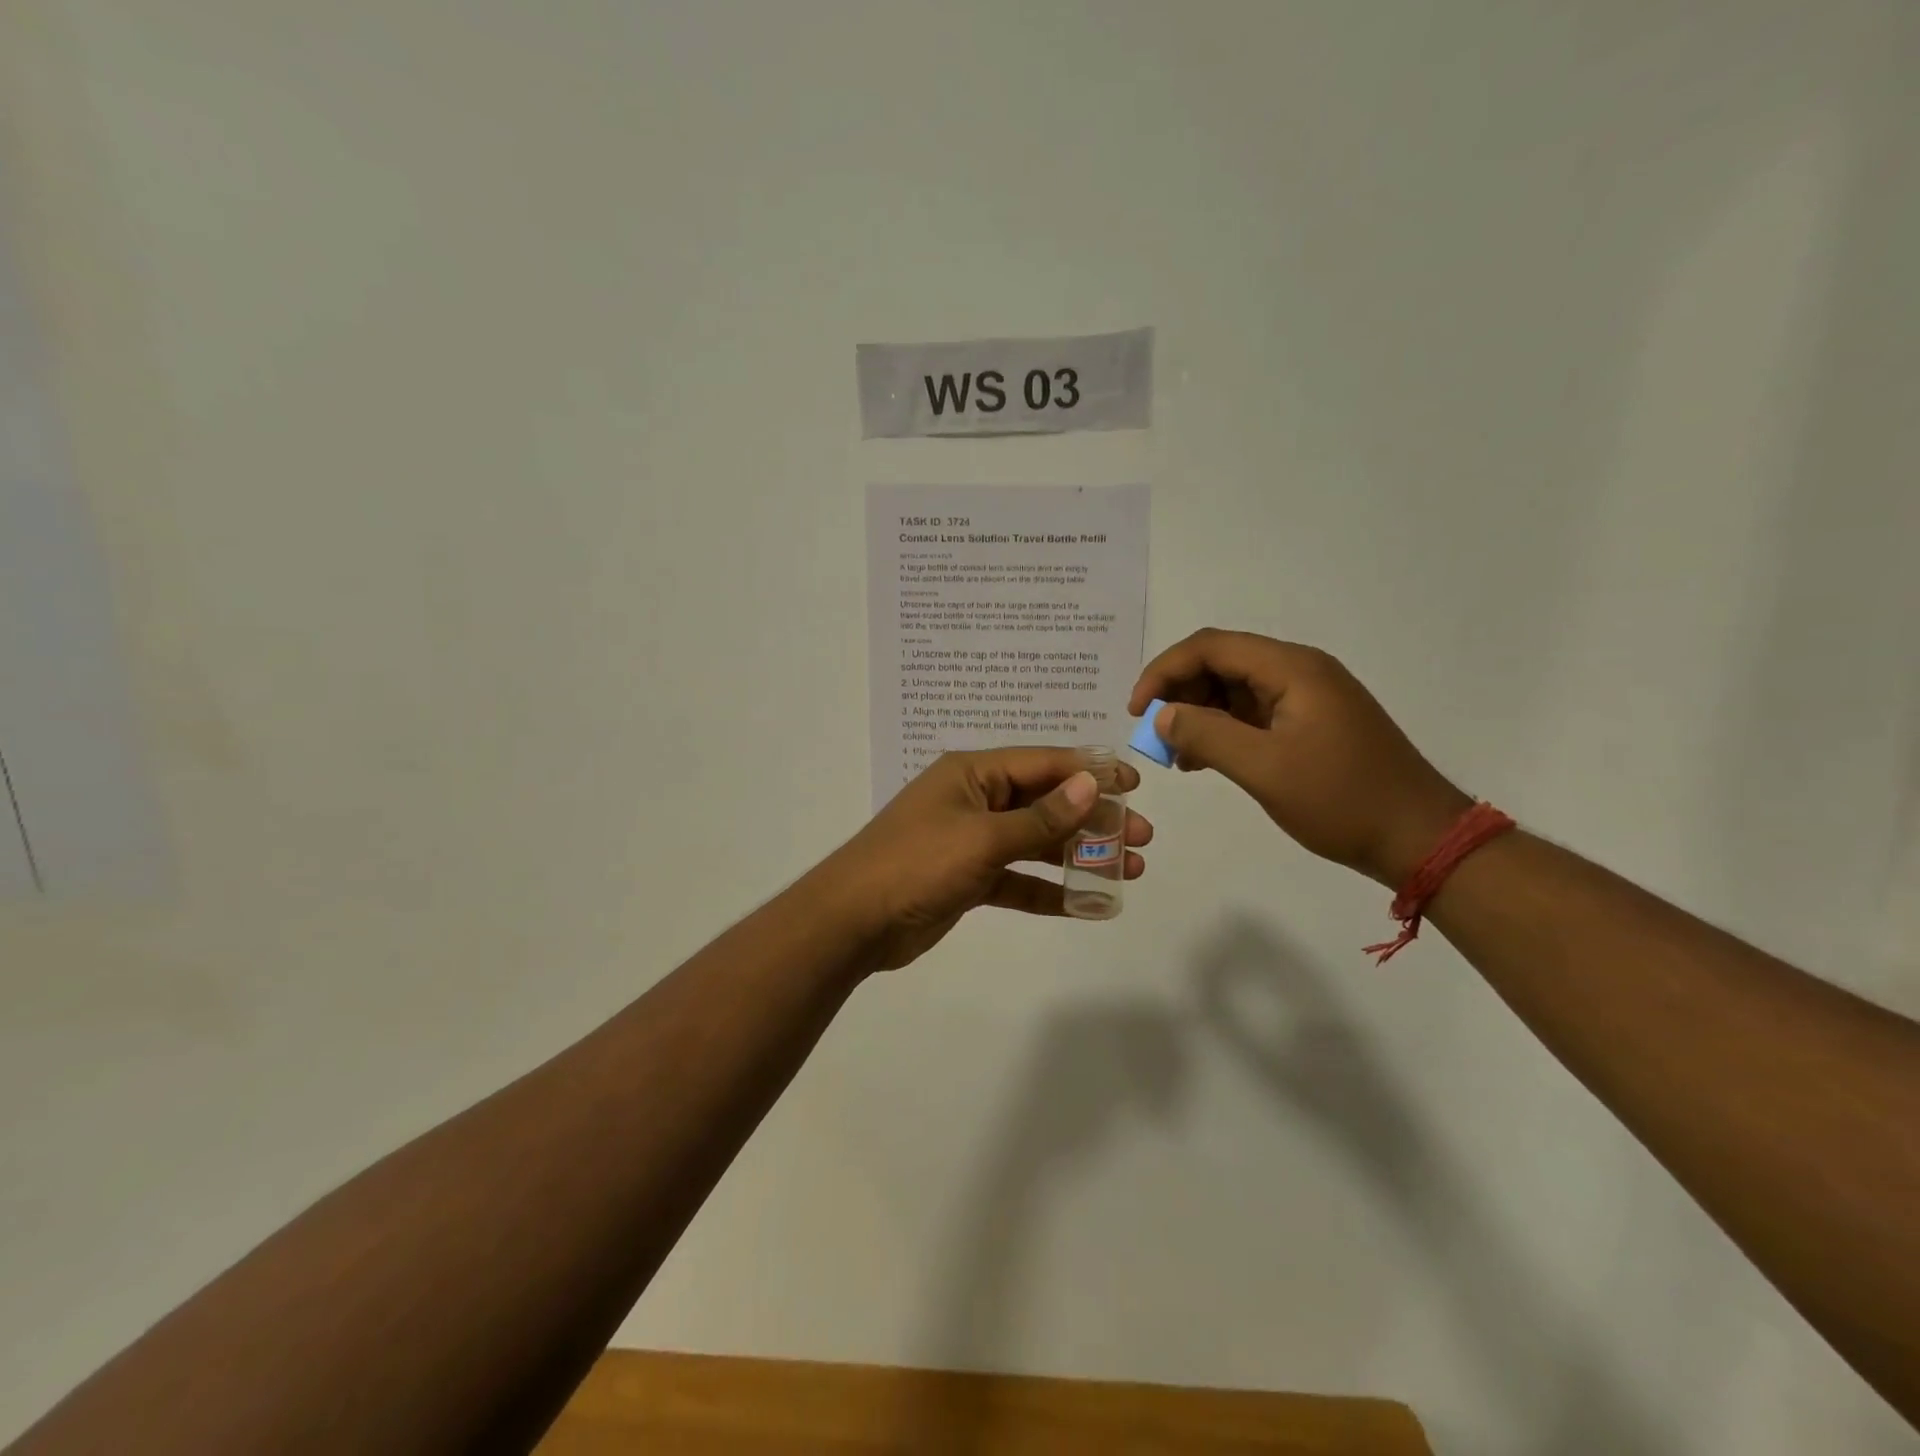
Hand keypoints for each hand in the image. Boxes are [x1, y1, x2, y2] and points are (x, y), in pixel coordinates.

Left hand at [816, 748, 1152, 970]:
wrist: (853, 922)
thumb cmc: (917, 865)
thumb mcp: (982, 838)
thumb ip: (1039, 818)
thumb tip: (1091, 785)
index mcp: (973, 774)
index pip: (1043, 764)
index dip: (1091, 772)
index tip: (1135, 785)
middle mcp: (975, 800)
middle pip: (1045, 803)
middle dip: (1093, 819)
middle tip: (1141, 837)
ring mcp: (971, 841)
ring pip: (1036, 842)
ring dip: (1078, 855)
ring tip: (1129, 869)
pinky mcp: (968, 879)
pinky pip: (1018, 879)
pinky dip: (1048, 890)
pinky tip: (1086, 903)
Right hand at [1129, 630, 1469, 885]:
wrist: (1419, 837)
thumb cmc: (1342, 800)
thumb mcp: (1264, 769)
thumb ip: (1207, 735)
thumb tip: (1162, 715)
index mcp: (1292, 669)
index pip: (1210, 646)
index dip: (1164, 671)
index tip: (1136, 710)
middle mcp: (1299, 671)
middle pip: (1221, 663)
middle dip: (1179, 693)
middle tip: (1154, 735)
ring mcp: (1308, 697)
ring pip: (1234, 689)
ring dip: (1198, 714)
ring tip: (1176, 754)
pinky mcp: (1311, 723)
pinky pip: (1253, 714)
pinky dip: (1222, 730)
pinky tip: (1204, 761)